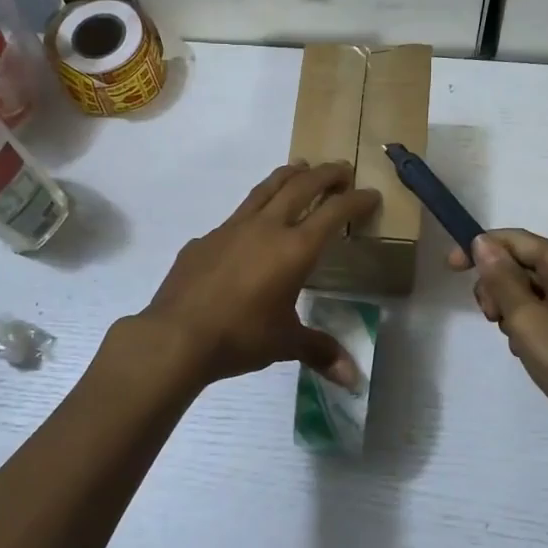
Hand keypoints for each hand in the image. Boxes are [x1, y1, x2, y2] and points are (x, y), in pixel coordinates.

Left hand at [134, 161, 379, 390]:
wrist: (176, 335)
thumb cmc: (240, 336)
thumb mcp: (285, 343)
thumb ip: (320, 351)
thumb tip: (353, 380)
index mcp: (294, 249)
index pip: (334, 213)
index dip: (355, 200)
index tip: (370, 194)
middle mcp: (266, 228)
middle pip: (301, 186)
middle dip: (325, 175)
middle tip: (341, 169)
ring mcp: (231, 228)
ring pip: (265, 189)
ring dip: (287, 175)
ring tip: (300, 168)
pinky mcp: (205, 238)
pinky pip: (235, 216)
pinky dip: (253, 210)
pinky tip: (250, 225)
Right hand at [448, 229, 547, 461]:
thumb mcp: (526, 318)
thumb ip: (501, 278)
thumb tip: (482, 242)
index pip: (512, 239)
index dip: (478, 249)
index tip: (450, 270)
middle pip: (520, 263)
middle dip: (496, 286)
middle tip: (492, 319)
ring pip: (530, 290)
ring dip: (511, 310)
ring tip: (516, 340)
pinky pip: (546, 310)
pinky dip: (529, 324)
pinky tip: (530, 350)